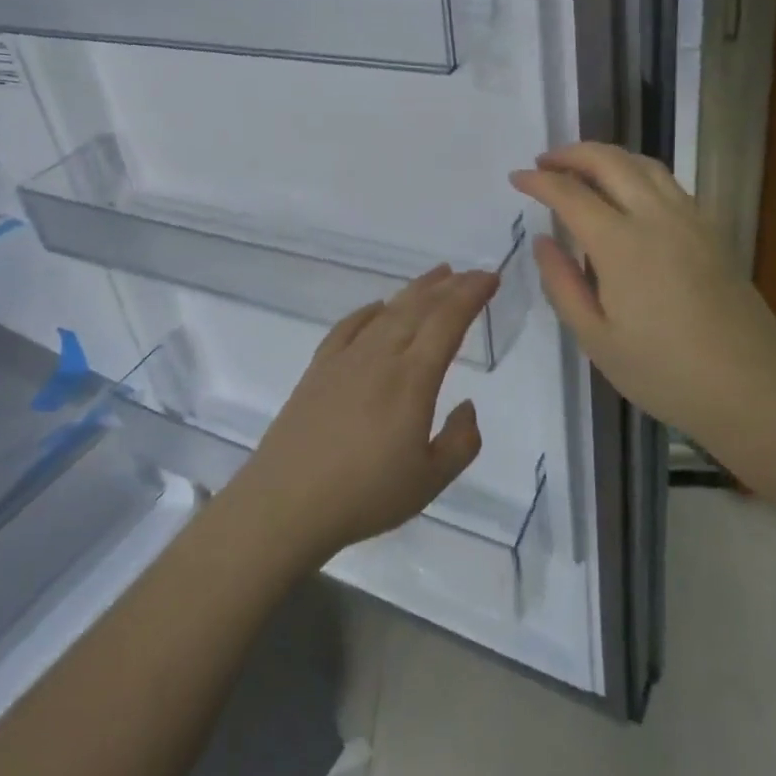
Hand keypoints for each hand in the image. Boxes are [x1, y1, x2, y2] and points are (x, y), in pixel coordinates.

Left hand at [237, 266, 499, 568]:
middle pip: (418, 308)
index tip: (490, 278)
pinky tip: (377, 308)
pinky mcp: (318, 368)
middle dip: (448, 286)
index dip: (470, 295)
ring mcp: (345, 359)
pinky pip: (348, 327)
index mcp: (412, 379)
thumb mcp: (429, 481)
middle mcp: (380, 356)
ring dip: (414, 291)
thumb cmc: (364, 495)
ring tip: (436, 277)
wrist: (286, 502)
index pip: (447, 322)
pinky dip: (368, 311)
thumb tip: (467, 407)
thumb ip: (460, 443)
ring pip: (387, 312)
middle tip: (470, 273)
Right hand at [509, 142, 775, 444]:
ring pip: (643, 164)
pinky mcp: (712, 230)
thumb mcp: (596, 339)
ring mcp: (690, 219)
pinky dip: (636, 171)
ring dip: (606, 156)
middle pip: (609, 161)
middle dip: (571, 154)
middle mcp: (656, 217)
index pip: (570, 194)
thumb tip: (543, 241)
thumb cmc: (664, 372)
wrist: (751, 390)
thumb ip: (562, 284)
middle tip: (544, 162)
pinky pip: (667, 182)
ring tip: (582, 168)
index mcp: (621, 244)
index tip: (517, 178)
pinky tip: (628, 193)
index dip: (539, 181)